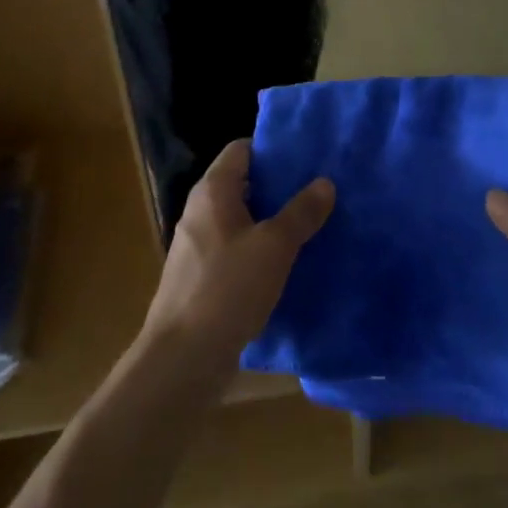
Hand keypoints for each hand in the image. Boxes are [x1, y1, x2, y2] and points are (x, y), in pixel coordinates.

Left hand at [142, 141, 334, 380]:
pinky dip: (258, 249)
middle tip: (317, 190)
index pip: (242, 149)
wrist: (182, 358)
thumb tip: (325, 182)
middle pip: (242, 183)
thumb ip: (301, 212)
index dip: (273, 149)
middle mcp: (200, 210)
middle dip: (278, 186)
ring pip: (240, 218)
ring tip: (310, 224)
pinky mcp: (201, 277)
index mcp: (212, 191)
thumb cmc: (228, 288)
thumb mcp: (274, 247)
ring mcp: (197, 245)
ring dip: (271, 220)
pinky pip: (235, 249)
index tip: (306, 157)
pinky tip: (286, 263)